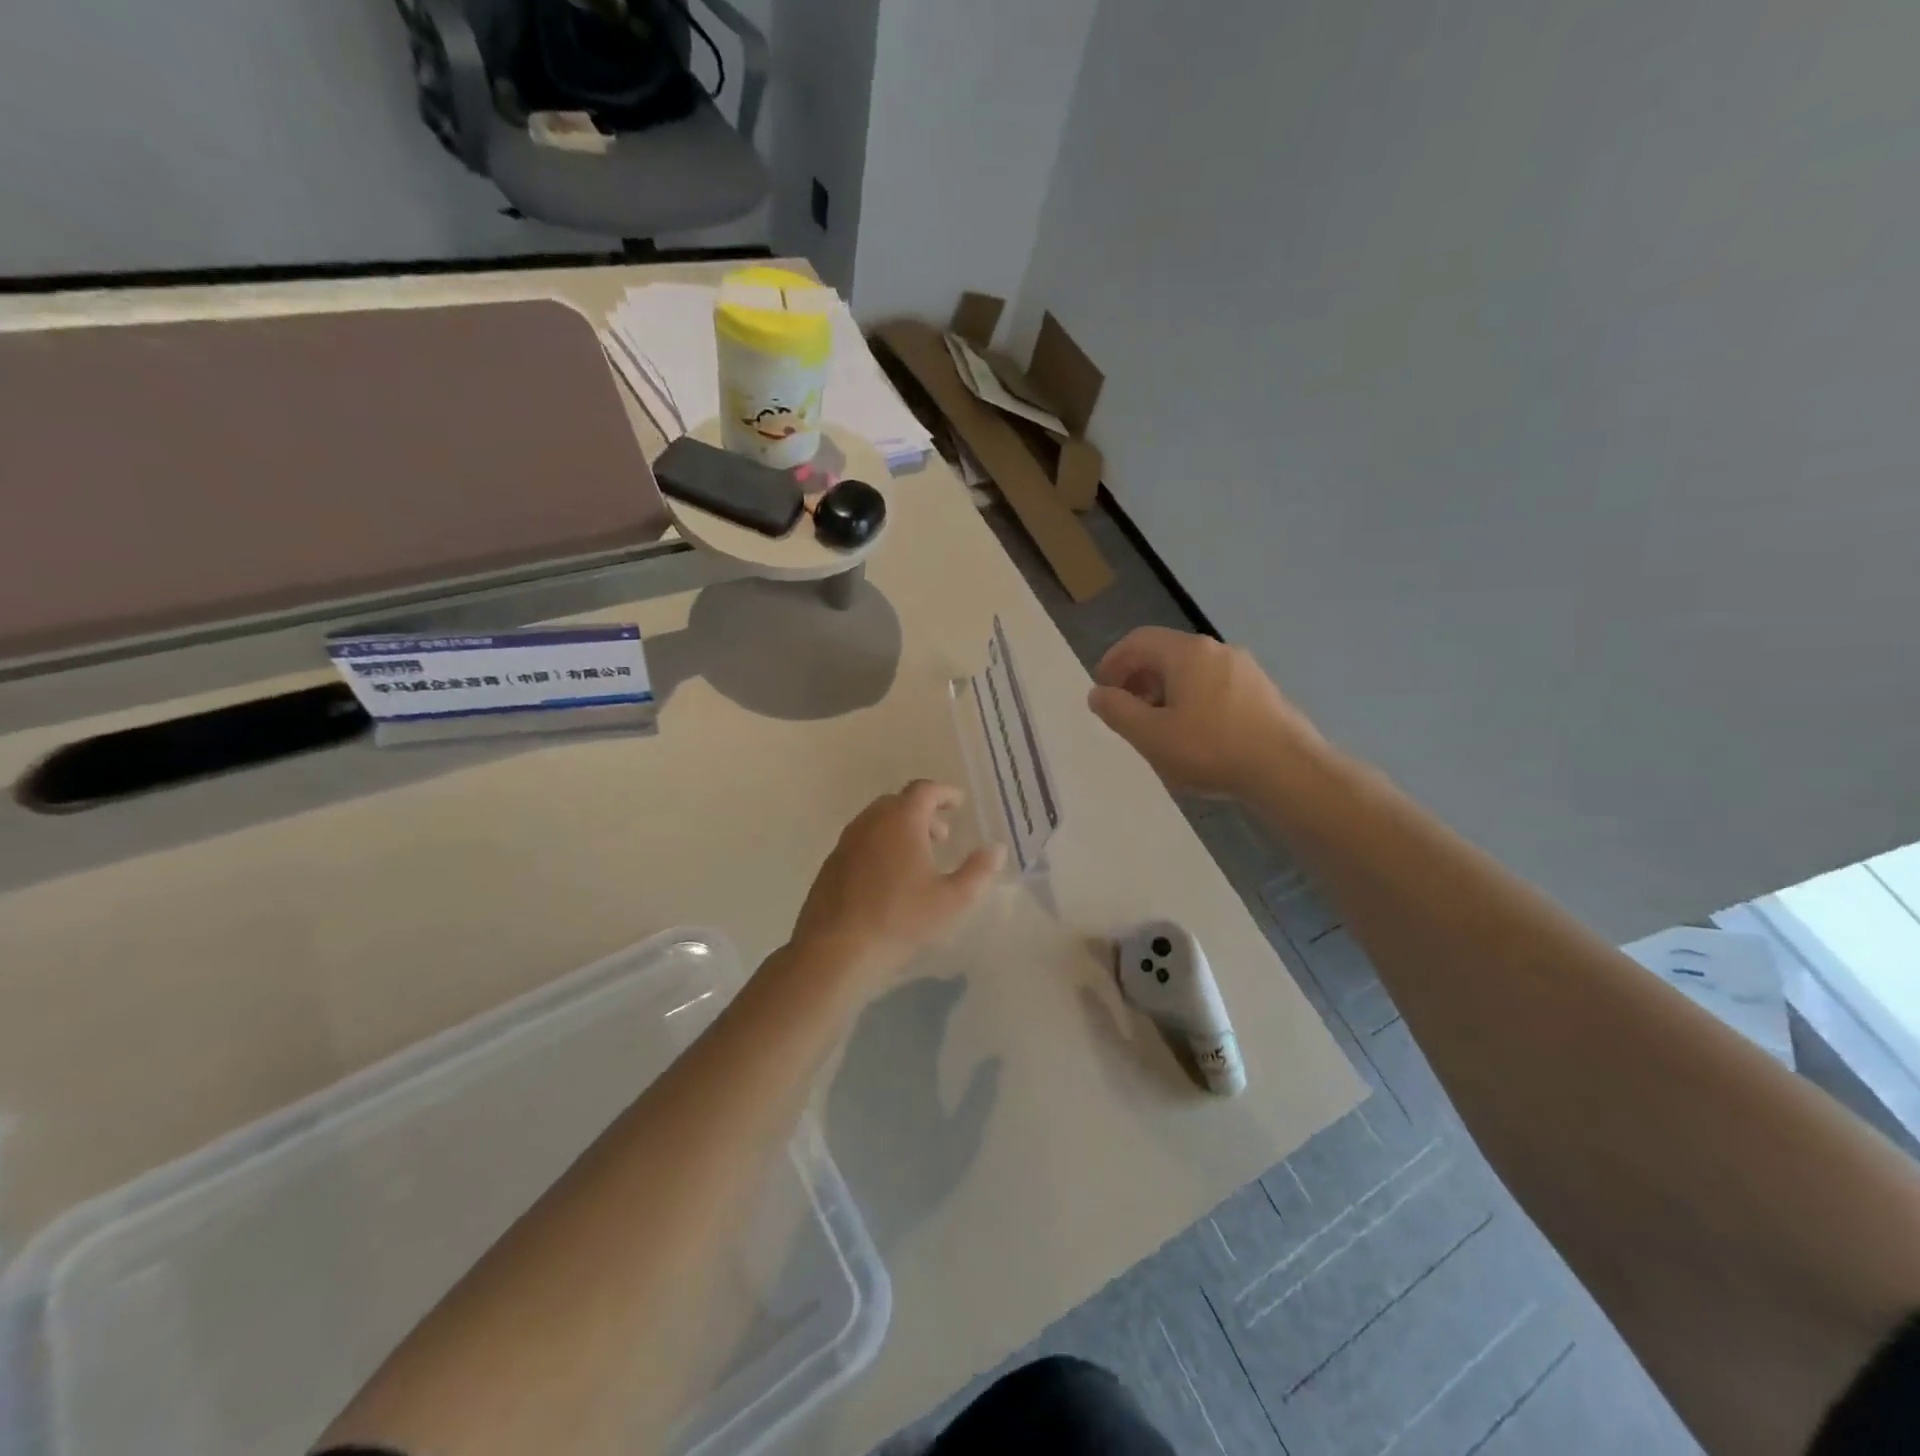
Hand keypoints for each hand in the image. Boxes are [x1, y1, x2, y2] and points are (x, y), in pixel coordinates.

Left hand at [791, 782, 1004, 985]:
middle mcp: (871, 822)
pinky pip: (862, 840)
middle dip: (923, 812)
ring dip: (900, 828)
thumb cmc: (900, 920)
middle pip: (899, 802)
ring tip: (918, 857)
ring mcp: (847, 841)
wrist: (835, 949)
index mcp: (901, 821)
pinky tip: (889, 876)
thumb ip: (978, 871)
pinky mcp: (832, 863)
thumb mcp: (951, 900)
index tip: (959, 803)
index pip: (924, 791)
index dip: (944, 793)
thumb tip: (996, 848)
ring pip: (877, 821)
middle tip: (942, 836)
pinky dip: (881, 844)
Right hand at [1088, 627, 1323, 797]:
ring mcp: (1244, 669)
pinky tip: (1194, 734)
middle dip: (1138, 678)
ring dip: (1165, 691)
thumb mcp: (1150, 735)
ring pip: (1192, 670)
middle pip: (1166, 653)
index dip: (1113, 662)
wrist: (1287, 771)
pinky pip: (1215, 685)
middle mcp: (1217, 650)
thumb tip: (1098, 693)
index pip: (1138, 641)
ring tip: (1158, 726)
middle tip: (1126, 710)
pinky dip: (1192, 699)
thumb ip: (1117, 711)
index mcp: (1186, 653)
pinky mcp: (1262, 692)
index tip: (1102, 690)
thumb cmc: (1210, 749)